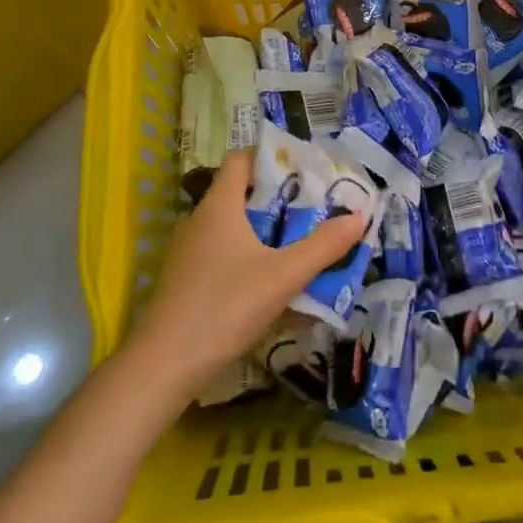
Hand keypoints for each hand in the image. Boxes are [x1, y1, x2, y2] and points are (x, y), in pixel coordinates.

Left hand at [126, 150, 367, 397]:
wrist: (163, 366)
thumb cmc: (224, 307)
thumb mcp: (283, 276)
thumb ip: (323, 246)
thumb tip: (359, 217)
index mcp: (219, 205)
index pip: (241, 159)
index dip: (270, 156)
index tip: (303, 167)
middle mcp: (199, 219)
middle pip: (239, 192)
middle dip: (277, 196)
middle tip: (313, 205)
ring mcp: (187, 251)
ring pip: (230, 225)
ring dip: (263, 228)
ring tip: (298, 240)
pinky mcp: (184, 280)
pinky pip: (221, 252)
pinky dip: (246, 254)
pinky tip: (268, 279)